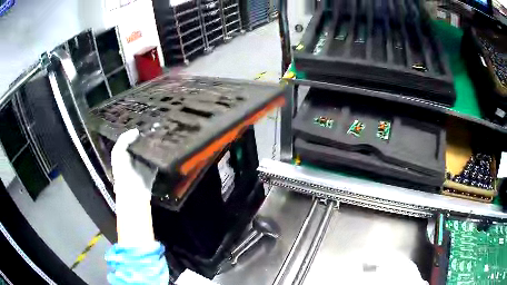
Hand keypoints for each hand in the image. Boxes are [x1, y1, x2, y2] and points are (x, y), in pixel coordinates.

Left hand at [111, 129, 157, 245]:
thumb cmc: (123, 172)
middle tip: (157, 122)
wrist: (134, 192)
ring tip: (164, 129)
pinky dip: (162, 151)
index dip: (137, 129)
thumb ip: (124, 140)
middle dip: (148, 133)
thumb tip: (136, 131)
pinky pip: (159, 157)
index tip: (145, 119)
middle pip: (142, 141)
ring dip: (156, 141)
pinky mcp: (155, 168)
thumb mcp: (117, 153)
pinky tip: (167, 142)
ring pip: (151, 148)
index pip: (131, 137)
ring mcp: (146, 162)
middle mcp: (136, 155)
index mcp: (126, 151)